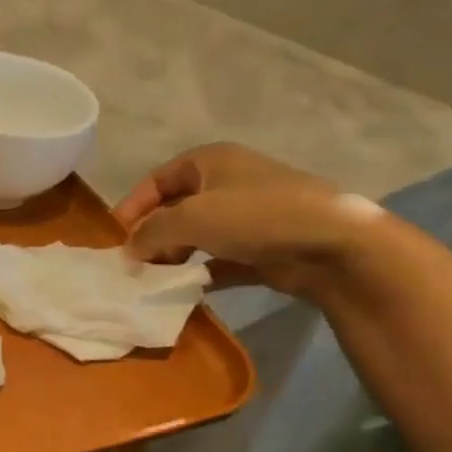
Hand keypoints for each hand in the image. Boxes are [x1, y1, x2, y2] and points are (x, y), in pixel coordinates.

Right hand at [113, 143, 379, 297]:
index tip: (116, 236)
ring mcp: (250, 215)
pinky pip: (222, 259)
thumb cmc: (255, 216)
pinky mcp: (265, 247)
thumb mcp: (189, 218)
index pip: (156, 180)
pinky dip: (203, 272)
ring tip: (159, 278)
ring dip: (176, 256)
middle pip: (176, 208)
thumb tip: (130, 250)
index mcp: (210, 161)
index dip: (132, 206)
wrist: (335, 245)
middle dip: (153, 235)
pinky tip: (189, 290)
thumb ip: (151, 233)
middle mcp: (228, 182)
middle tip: (136, 262)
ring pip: (198, 235)